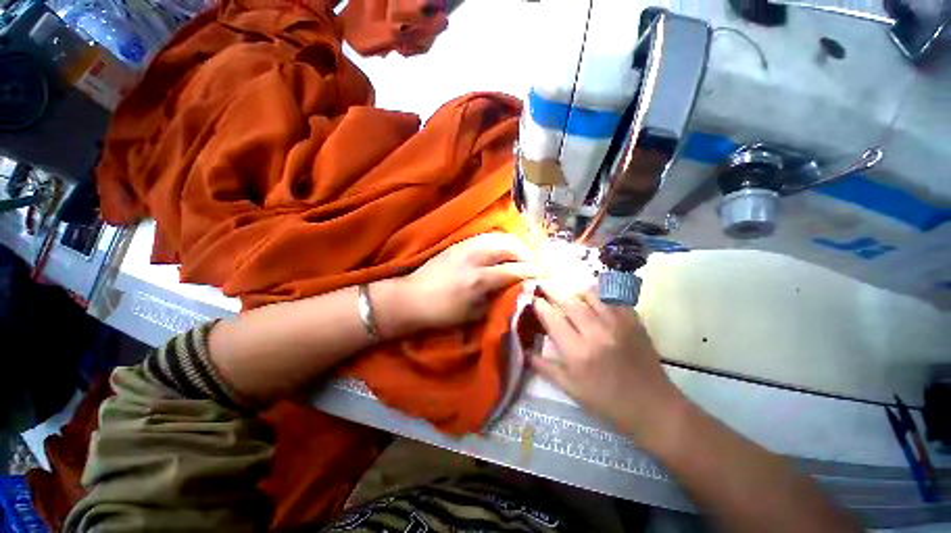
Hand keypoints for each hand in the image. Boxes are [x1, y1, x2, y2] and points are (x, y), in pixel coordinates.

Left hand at [396, 233, 536, 330]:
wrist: (412, 298)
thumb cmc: (443, 313)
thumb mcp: (474, 315)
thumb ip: (498, 299)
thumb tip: (517, 289)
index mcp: (479, 280)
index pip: (515, 270)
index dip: (532, 272)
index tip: (541, 276)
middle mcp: (475, 258)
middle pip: (510, 247)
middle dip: (526, 255)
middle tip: (532, 265)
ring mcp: (466, 246)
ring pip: (499, 237)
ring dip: (515, 245)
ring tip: (520, 255)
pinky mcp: (459, 243)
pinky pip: (486, 236)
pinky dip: (500, 240)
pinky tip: (503, 249)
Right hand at [531, 289, 684, 443]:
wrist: (652, 405)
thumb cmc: (606, 401)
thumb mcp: (571, 388)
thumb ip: (545, 367)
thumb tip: (524, 352)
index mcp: (578, 352)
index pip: (553, 319)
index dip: (540, 306)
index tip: (534, 299)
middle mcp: (596, 333)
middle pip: (569, 301)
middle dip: (553, 291)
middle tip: (543, 285)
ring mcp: (617, 323)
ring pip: (590, 294)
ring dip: (574, 290)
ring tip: (567, 291)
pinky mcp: (633, 320)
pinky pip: (612, 298)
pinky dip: (598, 294)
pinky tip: (592, 297)